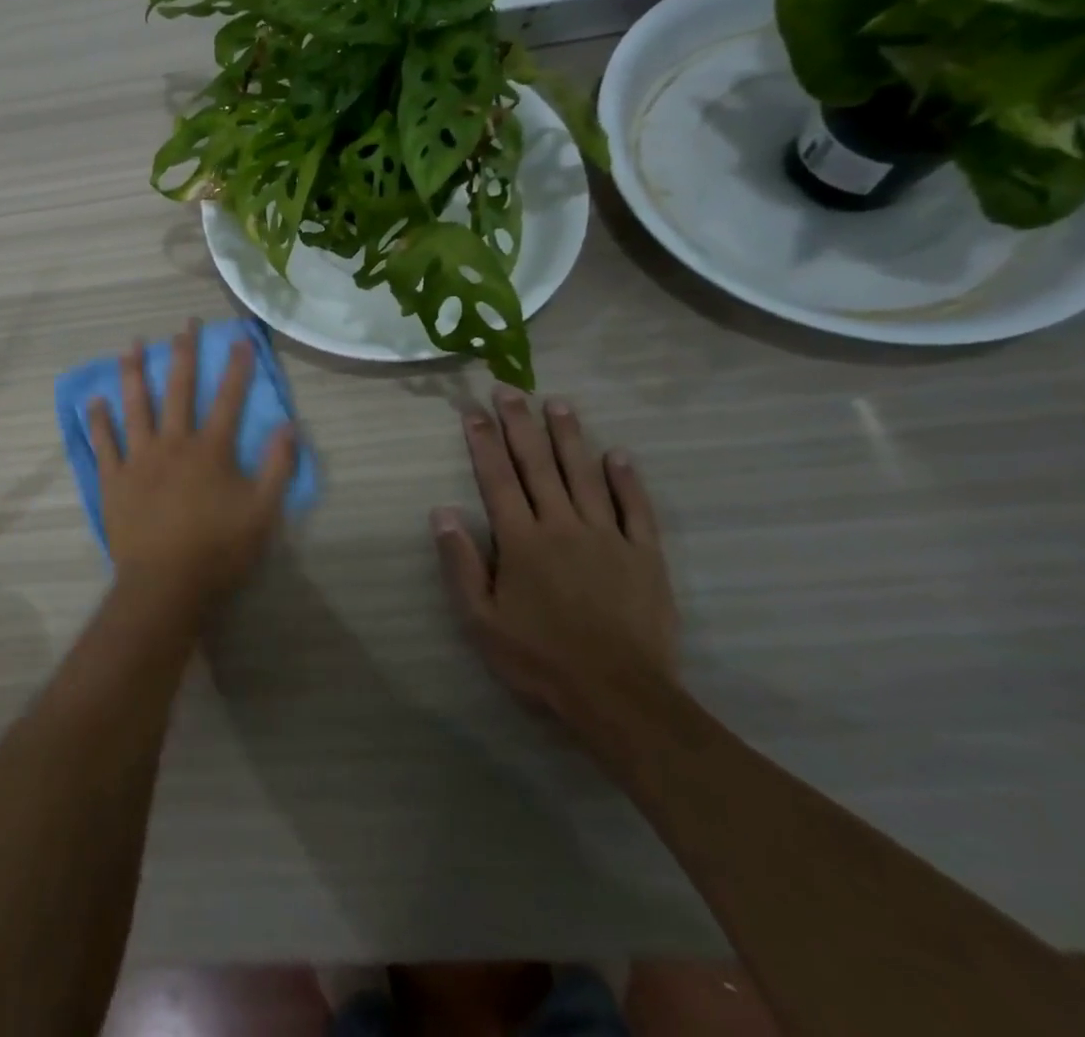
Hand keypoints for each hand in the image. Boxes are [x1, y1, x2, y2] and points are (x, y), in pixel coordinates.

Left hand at [89, 321, 297, 615]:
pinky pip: (104, 443)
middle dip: (184, 354)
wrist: (165, 586)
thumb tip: (289, 425)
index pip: (229, 399)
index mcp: (210, 450)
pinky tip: (94, 399)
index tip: (240, 337)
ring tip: (131, 345)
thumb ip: (278, 467)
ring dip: (133, 373)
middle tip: (185, 324)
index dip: (237, 367)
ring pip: (135, 406)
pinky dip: (99, 420)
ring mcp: (139, 459)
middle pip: (179, 390)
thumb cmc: (219, 550)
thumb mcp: (263, 512)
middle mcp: (173, 443)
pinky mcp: (114, 480)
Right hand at [431, 390, 677, 734]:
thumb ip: (461, 562)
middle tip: (510, 388)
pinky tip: (618, 454)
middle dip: (521, 424)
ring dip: (569, 436)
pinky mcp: (644, 555)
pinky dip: (626, 479)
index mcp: (521, 540)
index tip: (473, 410)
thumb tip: (441, 511)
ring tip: (557, 403)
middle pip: (538, 465)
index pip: (497, 478)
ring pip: (584, 475)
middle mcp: (561, 525)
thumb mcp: (481, 619)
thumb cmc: (540, 658)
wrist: (619, 696)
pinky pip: (634, 509)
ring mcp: (606, 537)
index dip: (483, 441)